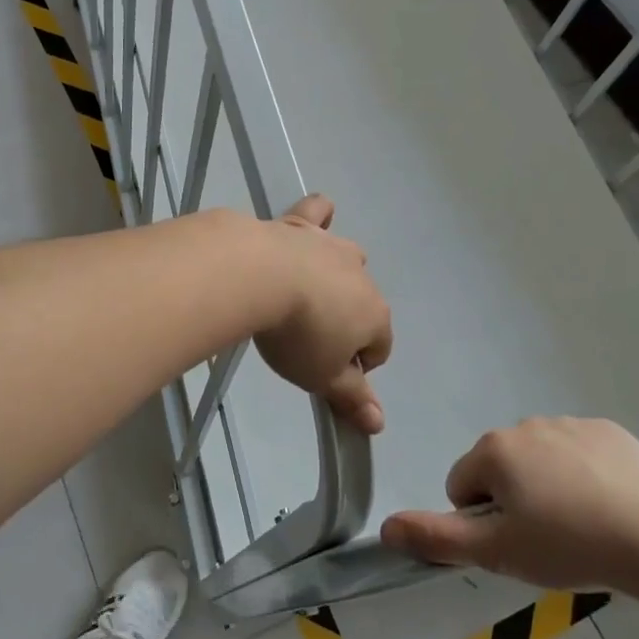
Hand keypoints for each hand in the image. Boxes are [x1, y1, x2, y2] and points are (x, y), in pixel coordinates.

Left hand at [252, 195, 391, 434]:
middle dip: (343, 320)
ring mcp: (332, 246)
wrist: (259, 276)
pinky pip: (319, 213)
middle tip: (305, 338)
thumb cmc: (297, 334)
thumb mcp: (321, 376)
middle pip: (362, 303)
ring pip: (347, 259)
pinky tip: (313, 220)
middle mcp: (361, 275)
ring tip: (302, 292)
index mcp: (375, 314)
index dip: (355, 365)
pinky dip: (319, 217)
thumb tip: (379, 425)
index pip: (379, 347)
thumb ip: (351, 398)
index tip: (324, 372)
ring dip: (334, 275)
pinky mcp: (301, 224)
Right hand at [380, 416, 638, 593]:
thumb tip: (385, 528)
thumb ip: (437, 538)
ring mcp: (570, 424)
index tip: (517, 545)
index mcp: (494, 450)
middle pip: (500, 469)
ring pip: (539, 460)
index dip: (482, 522)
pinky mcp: (609, 431)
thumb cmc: (569, 546)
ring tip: (583, 525)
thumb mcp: (497, 554)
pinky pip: (578, 452)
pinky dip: (583, 474)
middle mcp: (525, 425)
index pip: (462, 486)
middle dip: (515, 500)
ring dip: (547, 486)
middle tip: (549, 539)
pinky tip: (608, 504)